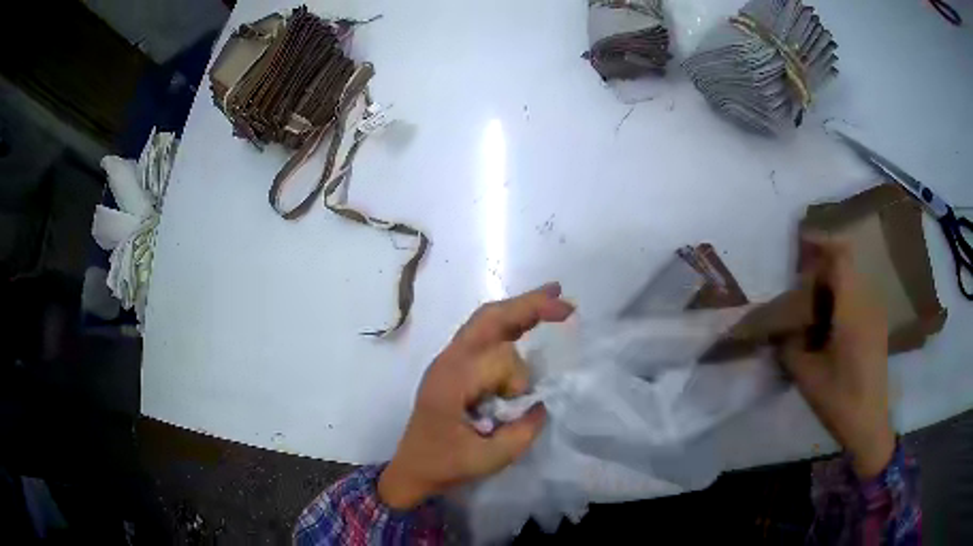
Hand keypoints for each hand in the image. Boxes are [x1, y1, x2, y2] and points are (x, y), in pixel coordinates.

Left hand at [378, 283, 574, 508]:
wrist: (411, 469)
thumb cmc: (444, 465)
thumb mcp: (488, 460)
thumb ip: (522, 433)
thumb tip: (541, 404)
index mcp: (452, 381)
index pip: (498, 358)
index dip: (518, 379)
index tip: (516, 406)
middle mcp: (449, 360)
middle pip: (489, 317)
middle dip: (528, 305)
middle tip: (564, 300)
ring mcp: (449, 359)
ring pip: (486, 320)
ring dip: (521, 313)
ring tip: (555, 305)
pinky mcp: (454, 365)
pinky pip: (483, 334)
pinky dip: (509, 323)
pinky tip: (528, 321)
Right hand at [779, 234, 893, 477]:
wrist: (870, 425)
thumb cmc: (839, 400)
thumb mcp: (806, 376)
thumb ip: (789, 345)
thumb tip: (777, 328)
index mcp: (852, 310)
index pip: (841, 256)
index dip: (820, 242)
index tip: (799, 244)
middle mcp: (867, 302)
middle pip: (845, 263)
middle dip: (821, 265)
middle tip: (799, 285)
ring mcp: (875, 313)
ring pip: (852, 279)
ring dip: (831, 282)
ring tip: (811, 306)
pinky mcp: (877, 325)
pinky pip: (858, 296)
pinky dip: (841, 297)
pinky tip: (828, 324)